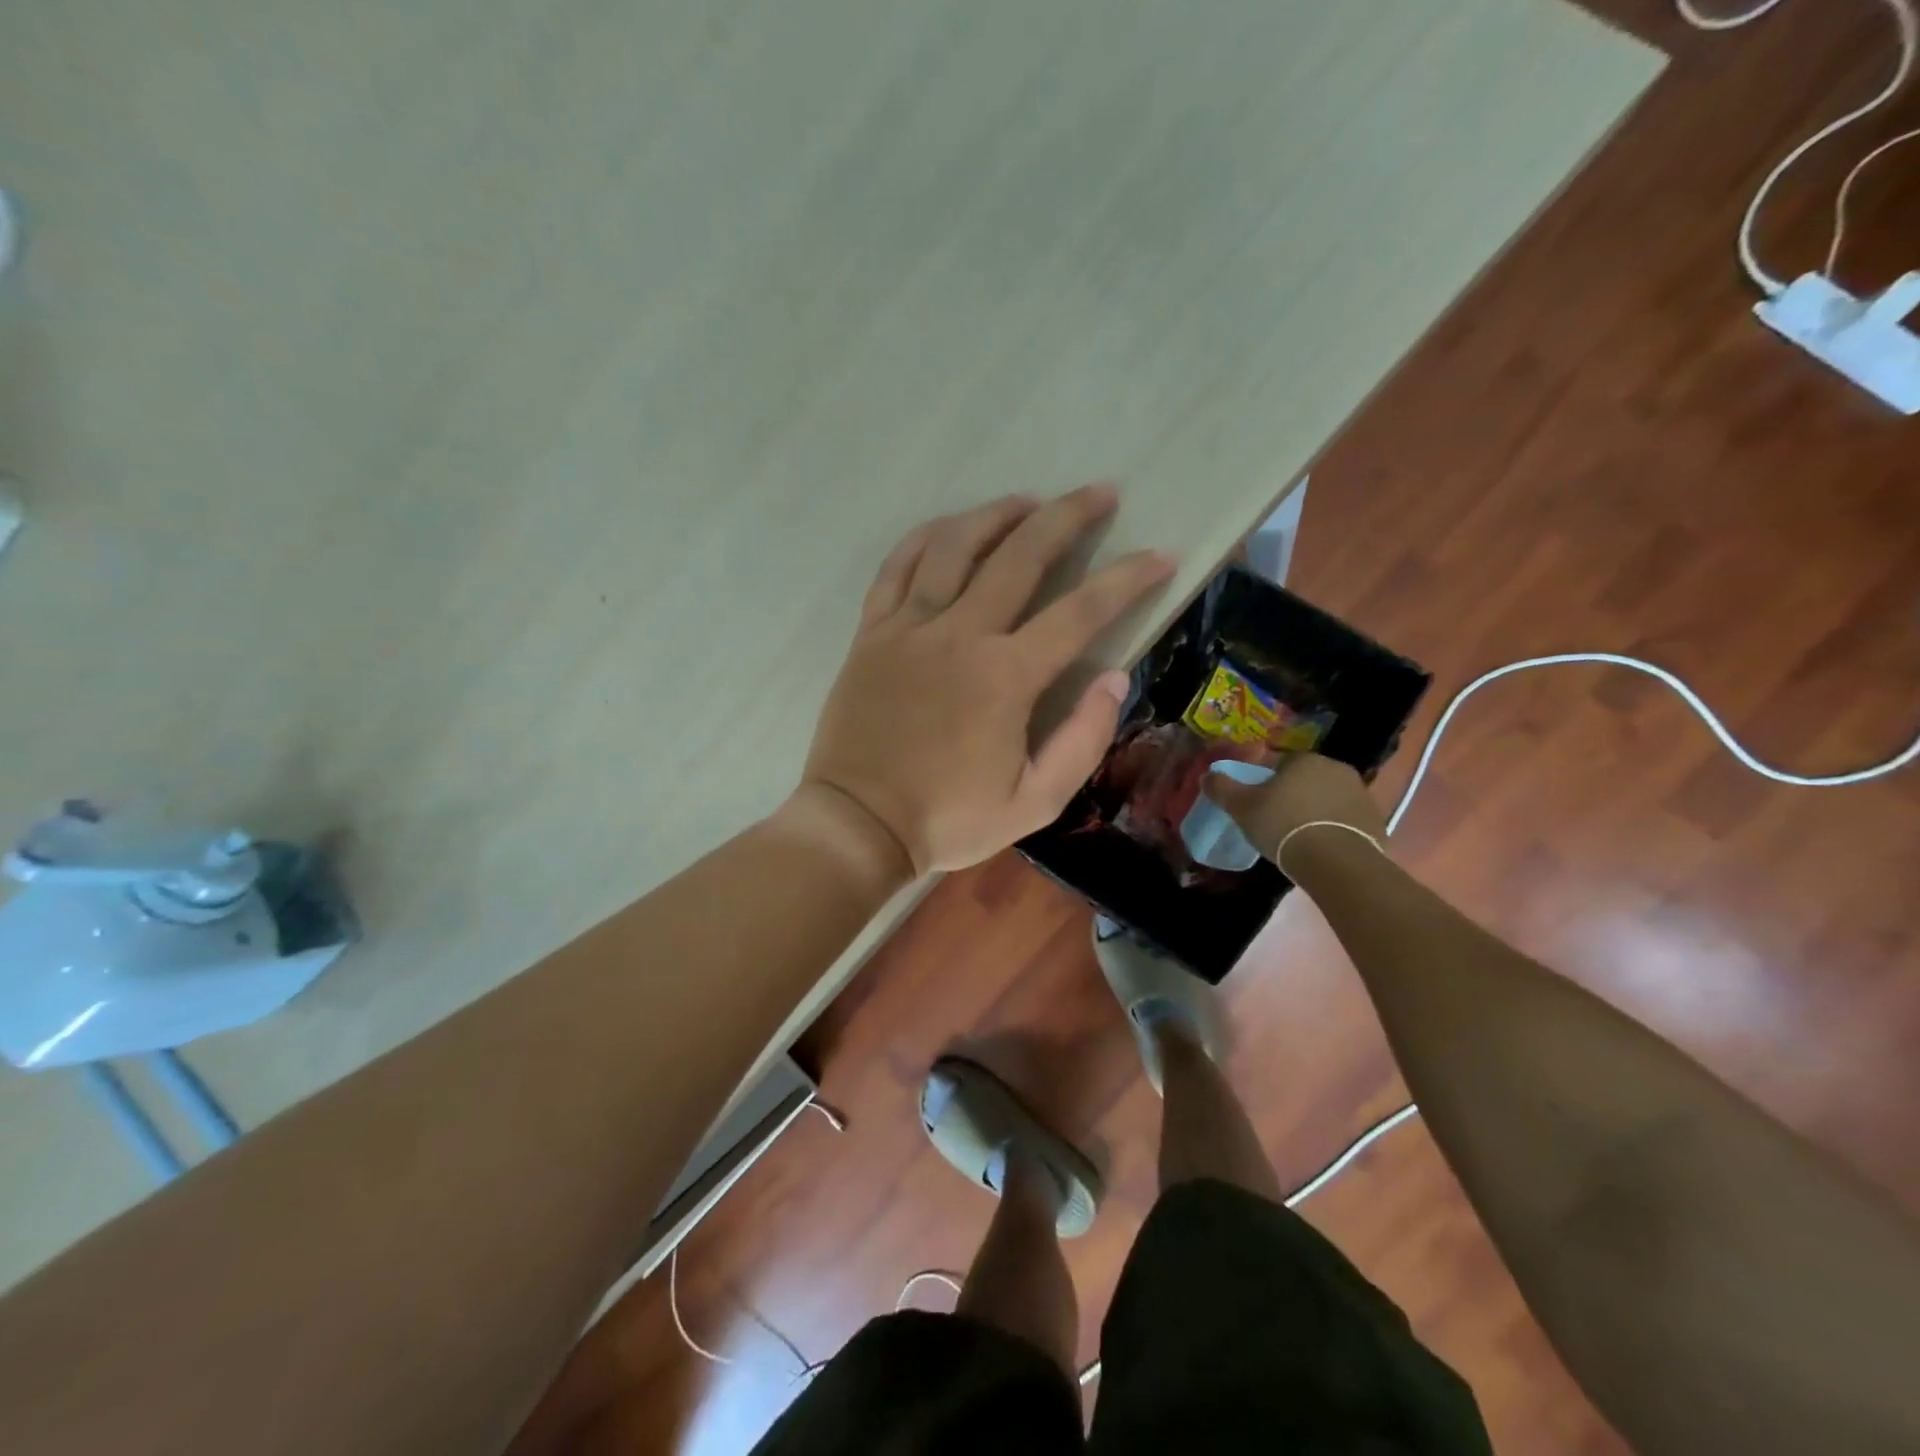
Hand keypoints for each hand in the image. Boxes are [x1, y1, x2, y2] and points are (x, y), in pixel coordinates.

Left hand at [800, 485, 1175, 874]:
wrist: (859, 825)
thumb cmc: (949, 819)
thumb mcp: (1035, 802)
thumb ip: (1082, 740)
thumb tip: (1116, 678)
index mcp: (1006, 677)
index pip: (1080, 611)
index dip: (1127, 578)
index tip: (1160, 555)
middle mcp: (959, 635)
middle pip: (1021, 555)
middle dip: (1068, 516)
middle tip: (1100, 492)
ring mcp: (909, 628)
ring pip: (955, 546)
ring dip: (997, 514)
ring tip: (1028, 500)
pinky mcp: (872, 633)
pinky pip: (897, 566)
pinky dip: (926, 537)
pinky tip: (950, 527)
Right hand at [1207, 753, 1387, 868]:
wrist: (1336, 862)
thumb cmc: (1284, 826)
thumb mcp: (1242, 807)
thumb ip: (1222, 788)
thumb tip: (1208, 775)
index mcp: (1306, 760)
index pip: (1280, 765)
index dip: (1266, 783)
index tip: (1258, 804)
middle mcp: (1337, 770)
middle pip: (1307, 780)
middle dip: (1294, 796)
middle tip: (1277, 821)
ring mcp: (1362, 796)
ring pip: (1329, 800)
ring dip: (1316, 812)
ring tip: (1300, 838)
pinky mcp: (1377, 822)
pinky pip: (1347, 822)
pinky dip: (1335, 830)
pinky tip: (1322, 849)